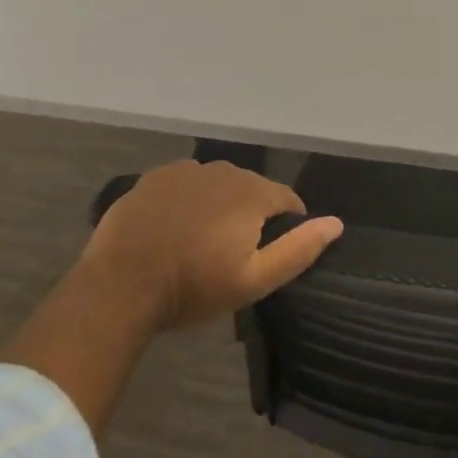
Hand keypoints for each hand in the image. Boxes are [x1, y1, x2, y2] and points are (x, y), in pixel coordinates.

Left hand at [83, 160, 341, 333]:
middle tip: (234, 252)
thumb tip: (337, 223)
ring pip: (218, 184)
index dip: (286, 225)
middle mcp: (224, 170)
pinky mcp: (155, 178)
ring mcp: (186, 171)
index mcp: (253, 193)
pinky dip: (189, 199)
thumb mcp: (254, 280)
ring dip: (220, 204)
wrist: (120, 286)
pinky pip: (186, 183)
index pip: (287, 199)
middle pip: (252, 189)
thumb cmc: (193, 287)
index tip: (271, 252)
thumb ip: (299, 249)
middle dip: (252, 214)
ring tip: (204, 240)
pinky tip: (176, 227)